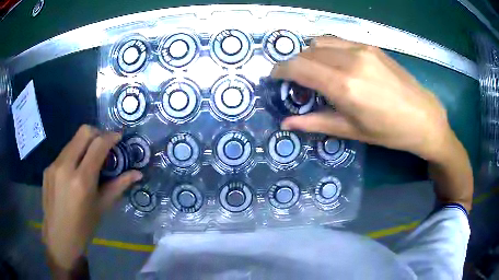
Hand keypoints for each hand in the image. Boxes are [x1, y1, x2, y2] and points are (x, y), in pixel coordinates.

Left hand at [42, 125, 141, 269]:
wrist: (59, 237)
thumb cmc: (84, 227)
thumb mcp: (102, 207)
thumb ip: (119, 186)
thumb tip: (137, 174)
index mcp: (82, 180)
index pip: (98, 144)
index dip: (111, 136)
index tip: (118, 137)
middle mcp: (66, 167)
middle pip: (84, 132)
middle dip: (98, 133)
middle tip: (105, 145)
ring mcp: (54, 165)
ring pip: (73, 141)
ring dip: (85, 144)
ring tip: (90, 159)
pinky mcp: (47, 168)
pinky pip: (64, 153)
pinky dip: (74, 155)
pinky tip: (75, 172)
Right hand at [274, 36, 472, 210]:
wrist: (424, 116)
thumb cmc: (389, 131)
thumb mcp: (352, 131)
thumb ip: (315, 123)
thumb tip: (285, 123)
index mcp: (344, 86)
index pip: (298, 67)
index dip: (280, 70)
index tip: (274, 78)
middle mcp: (349, 60)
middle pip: (306, 52)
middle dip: (294, 64)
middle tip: (296, 81)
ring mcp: (361, 49)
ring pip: (320, 42)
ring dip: (310, 54)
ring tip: (315, 71)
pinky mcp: (371, 46)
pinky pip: (338, 41)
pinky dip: (327, 49)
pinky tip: (335, 63)